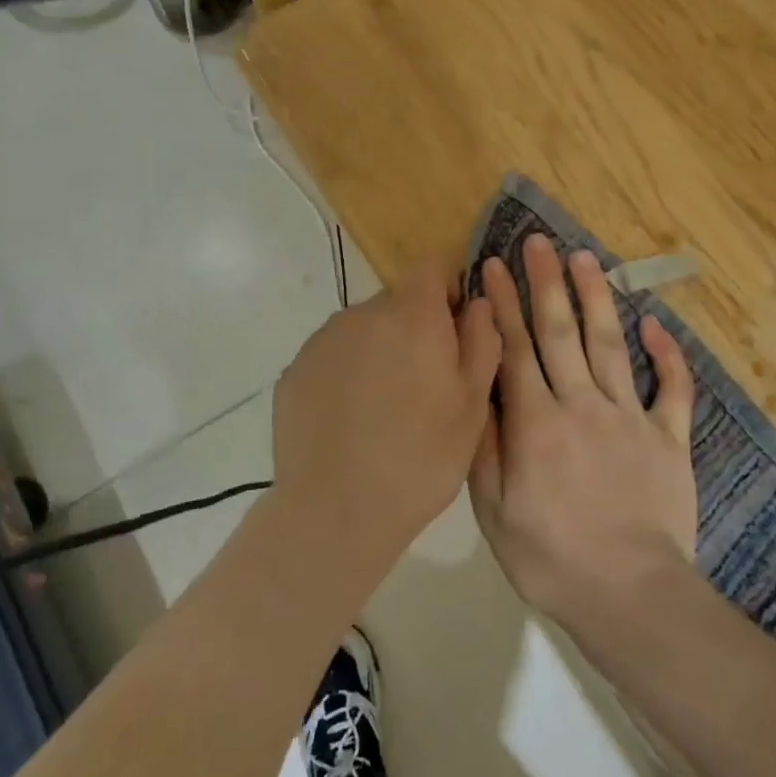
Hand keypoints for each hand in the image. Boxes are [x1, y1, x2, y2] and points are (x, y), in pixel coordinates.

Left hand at [273, 262, 501, 569]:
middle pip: (396, 303)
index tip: (453, 332)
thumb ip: (481, 340)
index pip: (431, 267)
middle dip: (413, 330)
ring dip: (378, 353)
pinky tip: (350, 423)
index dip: (447, 291)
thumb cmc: (421, 457)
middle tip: (423, 387)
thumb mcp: (473, 405)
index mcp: (411, 315)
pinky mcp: (294, 371)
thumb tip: (478, 302)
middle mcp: (362, 314)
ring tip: (383, 411)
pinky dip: (345, 377)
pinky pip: (332, 358)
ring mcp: (321, 341)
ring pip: (362, 332)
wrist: (337, 510)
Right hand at [468, 235, 697, 633]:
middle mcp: (582, 404)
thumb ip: (485, 444)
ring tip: (584, 258)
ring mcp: (631, 417)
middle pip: (560, 332)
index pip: (514, 349)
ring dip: (597, 298)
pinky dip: (668, 356)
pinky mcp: (669, 438)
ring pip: (610, 344)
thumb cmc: (550, 558)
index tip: (492, 266)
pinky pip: (673, 389)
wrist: (630, 595)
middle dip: (546, 283)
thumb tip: (478, 388)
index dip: (502, 304)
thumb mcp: (493, 510)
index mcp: (536, 422)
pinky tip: (656, 324)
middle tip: (538, 242)